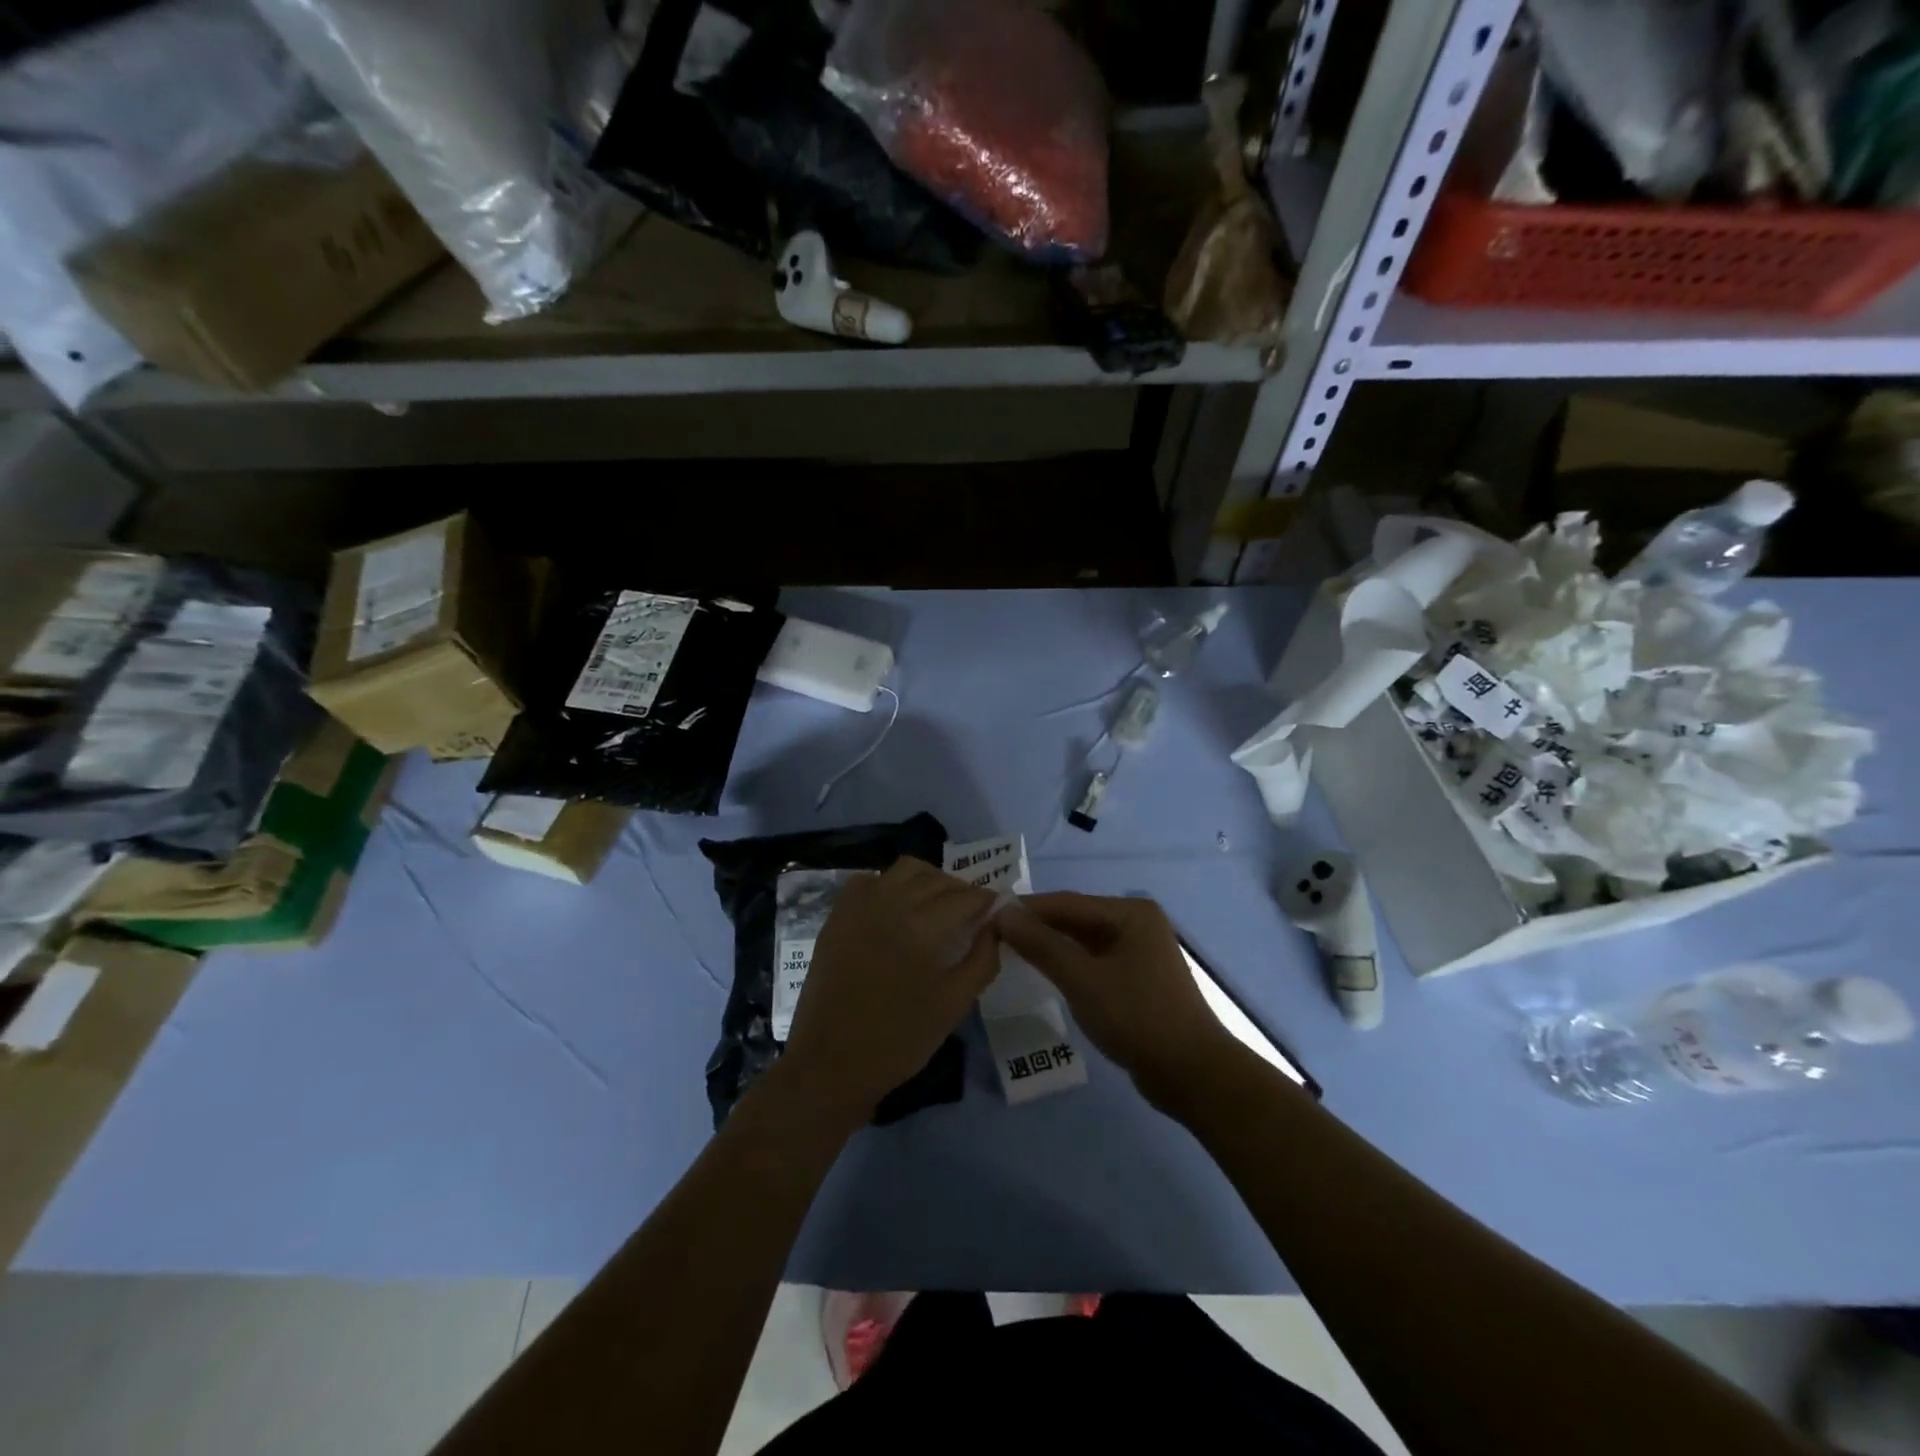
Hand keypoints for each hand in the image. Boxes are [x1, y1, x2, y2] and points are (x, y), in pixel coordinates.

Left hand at [777, 858, 999, 1128]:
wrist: (831, 1063)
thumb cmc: (899, 1040)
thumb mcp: (954, 1005)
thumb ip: (982, 960)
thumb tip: (994, 927)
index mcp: (923, 927)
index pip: (967, 897)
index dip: (988, 901)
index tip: (1000, 911)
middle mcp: (891, 903)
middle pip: (938, 879)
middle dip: (962, 891)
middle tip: (973, 913)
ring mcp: (860, 905)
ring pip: (904, 870)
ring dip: (929, 880)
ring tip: (938, 905)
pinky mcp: (837, 915)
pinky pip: (869, 880)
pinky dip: (890, 884)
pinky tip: (897, 908)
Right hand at [996, 892, 1241, 1114]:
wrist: (1192, 1074)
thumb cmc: (1136, 1017)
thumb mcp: (1082, 979)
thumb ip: (1041, 944)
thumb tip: (1002, 914)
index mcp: (1130, 913)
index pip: (1066, 902)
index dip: (1025, 909)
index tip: (986, 916)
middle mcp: (1136, 923)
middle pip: (1075, 919)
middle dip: (1036, 927)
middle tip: (992, 935)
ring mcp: (1138, 951)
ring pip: (1083, 941)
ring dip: (1050, 946)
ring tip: (1009, 952)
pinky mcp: (1136, 978)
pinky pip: (1093, 961)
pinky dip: (1068, 964)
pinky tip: (1043, 972)